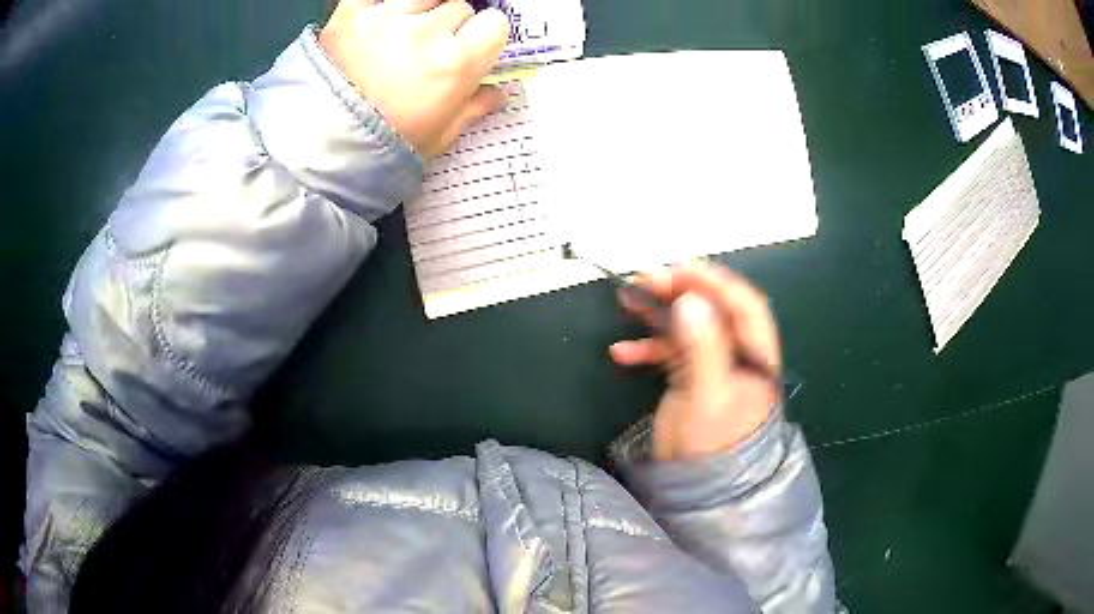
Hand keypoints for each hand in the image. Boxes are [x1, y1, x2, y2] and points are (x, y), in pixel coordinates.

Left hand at [320, 0, 510, 157]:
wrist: (319, 148)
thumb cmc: (384, 147)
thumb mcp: (438, 136)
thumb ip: (472, 108)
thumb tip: (497, 93)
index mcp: (456, 63)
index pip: (494, 23)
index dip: (484, 36)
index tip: (472, 49)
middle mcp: (426, 32)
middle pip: (459, 6)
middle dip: (450, 26)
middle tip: (429, 49)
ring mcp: (385, 18)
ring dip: (421, 9)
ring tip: (402, 32)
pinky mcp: (349, 14)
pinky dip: (380, 4)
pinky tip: (378, 20)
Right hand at [610, 262, 781, 461]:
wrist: (700, 491)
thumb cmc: (712, 445)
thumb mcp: (708, 396)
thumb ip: (702, 347)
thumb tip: (690, 300)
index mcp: (755, 356)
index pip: (743, 305)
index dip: (715, 282)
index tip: (680, 270)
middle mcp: (737, 355)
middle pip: (713, 311)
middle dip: (680, 292)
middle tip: (646, 279)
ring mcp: (714, 367)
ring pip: (689, 328)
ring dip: (659, 314)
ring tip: (628, 301)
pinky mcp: (692, 379)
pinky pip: (671, 353)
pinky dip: (648, 348)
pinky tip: (622, 352)